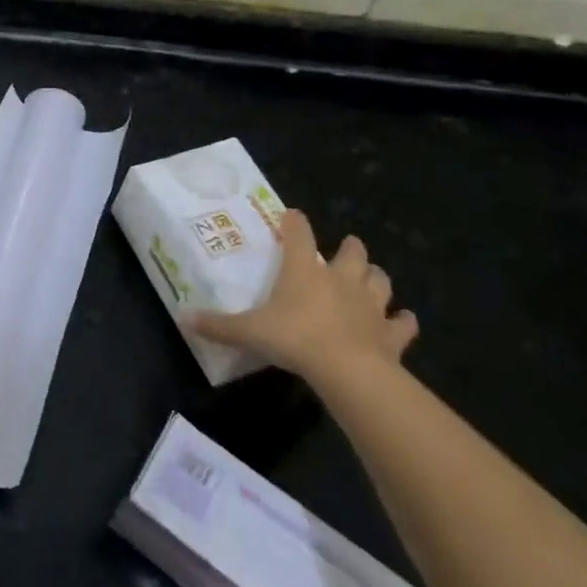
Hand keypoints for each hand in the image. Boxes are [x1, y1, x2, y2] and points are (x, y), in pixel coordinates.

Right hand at [188, 210, 417, 382]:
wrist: (347, 370)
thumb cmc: (294, 338)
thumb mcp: (249, 331)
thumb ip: (218, 325)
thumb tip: (184, 319)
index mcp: (304, 270)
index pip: (299, 234)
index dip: (295, 222)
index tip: (292, 216)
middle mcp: (340, 279)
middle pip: (353, 252)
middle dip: (350, 248)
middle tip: (344, 250)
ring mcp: (370, 305)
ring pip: (380, 280)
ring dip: (376, 278)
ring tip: (370, 280)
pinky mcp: (391, 333)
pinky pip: (402, 323)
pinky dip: (402, 322)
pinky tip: (401, 321)